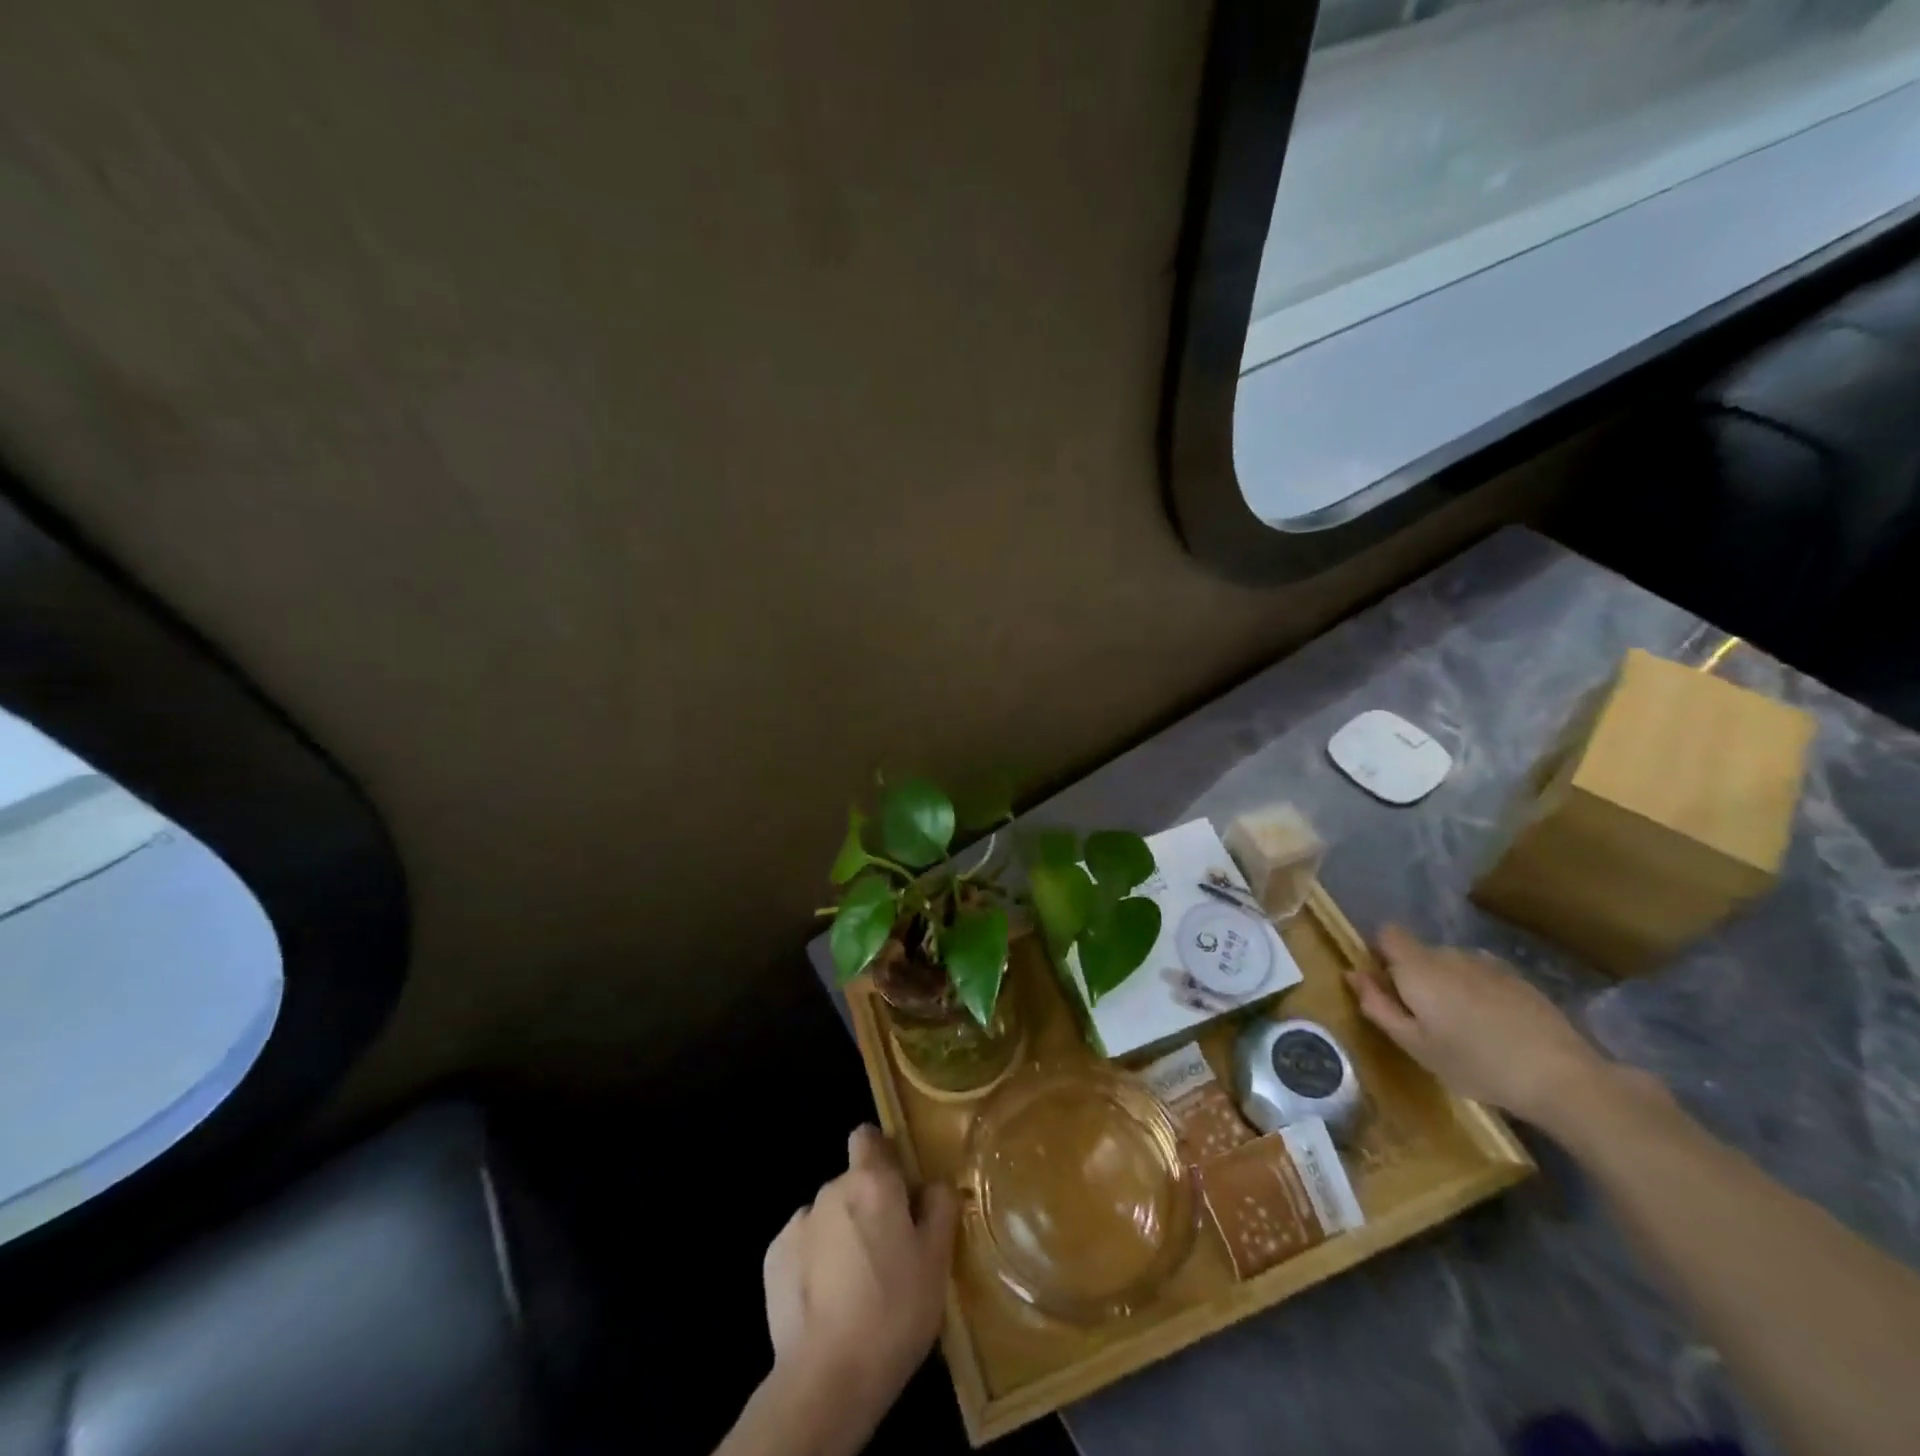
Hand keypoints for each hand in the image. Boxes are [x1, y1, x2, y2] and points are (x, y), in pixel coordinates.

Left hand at [762, 1125, 955, 1432]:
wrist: (827, 1378)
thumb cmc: (894, 1311)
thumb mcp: (937, 1260)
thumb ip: (940, 1207)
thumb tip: (933, 1184)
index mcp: (873, 1181)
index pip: (867, 1137)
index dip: (882, 1154)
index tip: (898, 1185)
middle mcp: (832, 1189)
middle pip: (852, 1182)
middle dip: (868, 1206)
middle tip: (889, 1251)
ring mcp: (798, 1223)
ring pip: (828, 1216)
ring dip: (841, 1234)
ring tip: (856, 1285)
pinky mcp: (774, 1259)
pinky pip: (803, 1246)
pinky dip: (814, 1262)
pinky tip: (826, 1302)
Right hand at [1347, 924, 1610, 1128]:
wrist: (1563, 1077)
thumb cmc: (1476, 1064)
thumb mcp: (1416, 1045)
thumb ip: (1378, 1006)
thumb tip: (1352, 974)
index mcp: (1419, 967)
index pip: (1387, 933)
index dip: (1380, 954)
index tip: (1387, 987)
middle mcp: (1450, 954)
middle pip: (1419, 952)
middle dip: (1415, 976)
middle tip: (1425, 1021)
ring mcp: (1488, 964)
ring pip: (1452, 964)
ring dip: (1447, 985)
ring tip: (1463, 1028)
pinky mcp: (1519, 980)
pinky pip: (1481, 976)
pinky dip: (1478, 993)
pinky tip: (1494, 1029)